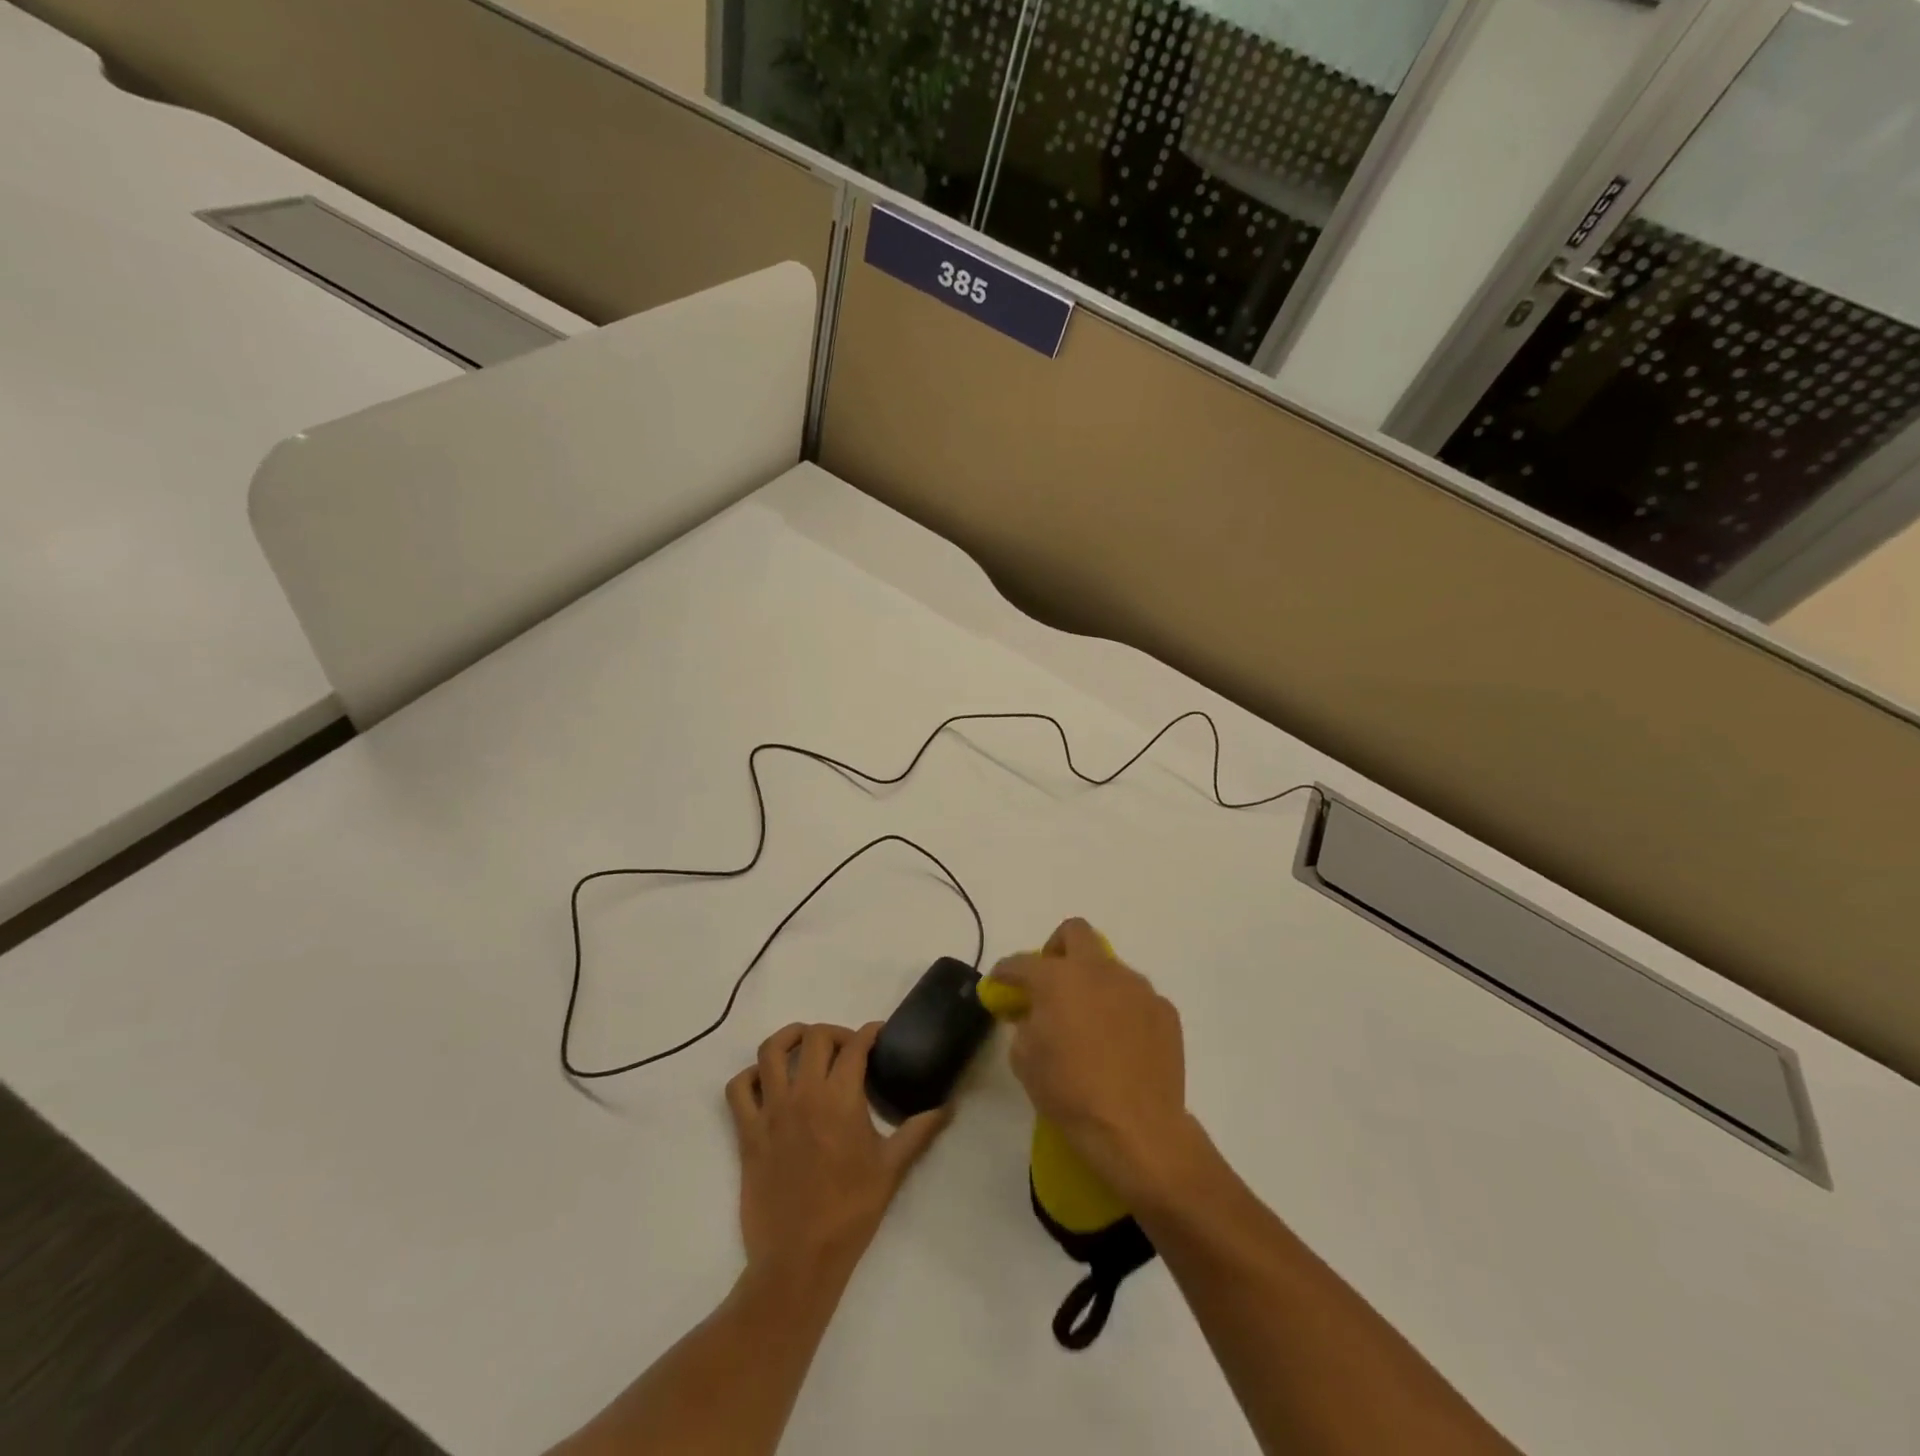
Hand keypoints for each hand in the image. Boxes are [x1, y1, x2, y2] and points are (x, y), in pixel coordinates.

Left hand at [725, 1023, 949, 1276]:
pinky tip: (767, 1083)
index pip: (855, 1045)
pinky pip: (738, 1089)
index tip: (879, 1035)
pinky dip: (750, 1076)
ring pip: (770, 1051)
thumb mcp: (891, 1169)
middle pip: (814, 1037)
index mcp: (840, 1099)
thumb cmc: (850, 1212)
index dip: (870, 1032)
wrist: (799, 1260)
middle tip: (848, 1049)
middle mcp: (804, 1095)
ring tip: (804, 1046)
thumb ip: (919, 1131)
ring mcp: (771, 1112)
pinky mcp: (747, 1133)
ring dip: (789, 1039)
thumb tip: (947, 1107)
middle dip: (835, 1033)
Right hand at [987, 918, 1202, 1204]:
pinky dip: (1123, 1010)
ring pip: (1109, 967)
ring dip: (1094, 983)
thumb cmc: (1070, 1092)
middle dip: (1056, 949)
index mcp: (1058, 978)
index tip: (999, 985)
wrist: (1137, 1128)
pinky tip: (1121, 1043)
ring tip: (1091, 1024)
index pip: (1021, 962)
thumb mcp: (1025, 1059)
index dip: (1005, 972)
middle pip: (1075, 932)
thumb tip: (1032, 1012)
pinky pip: (1136, 998)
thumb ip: (1024, 1023)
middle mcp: (1099, 970)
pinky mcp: (1164, 1010)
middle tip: (1052, 983)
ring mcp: (1137, 987)